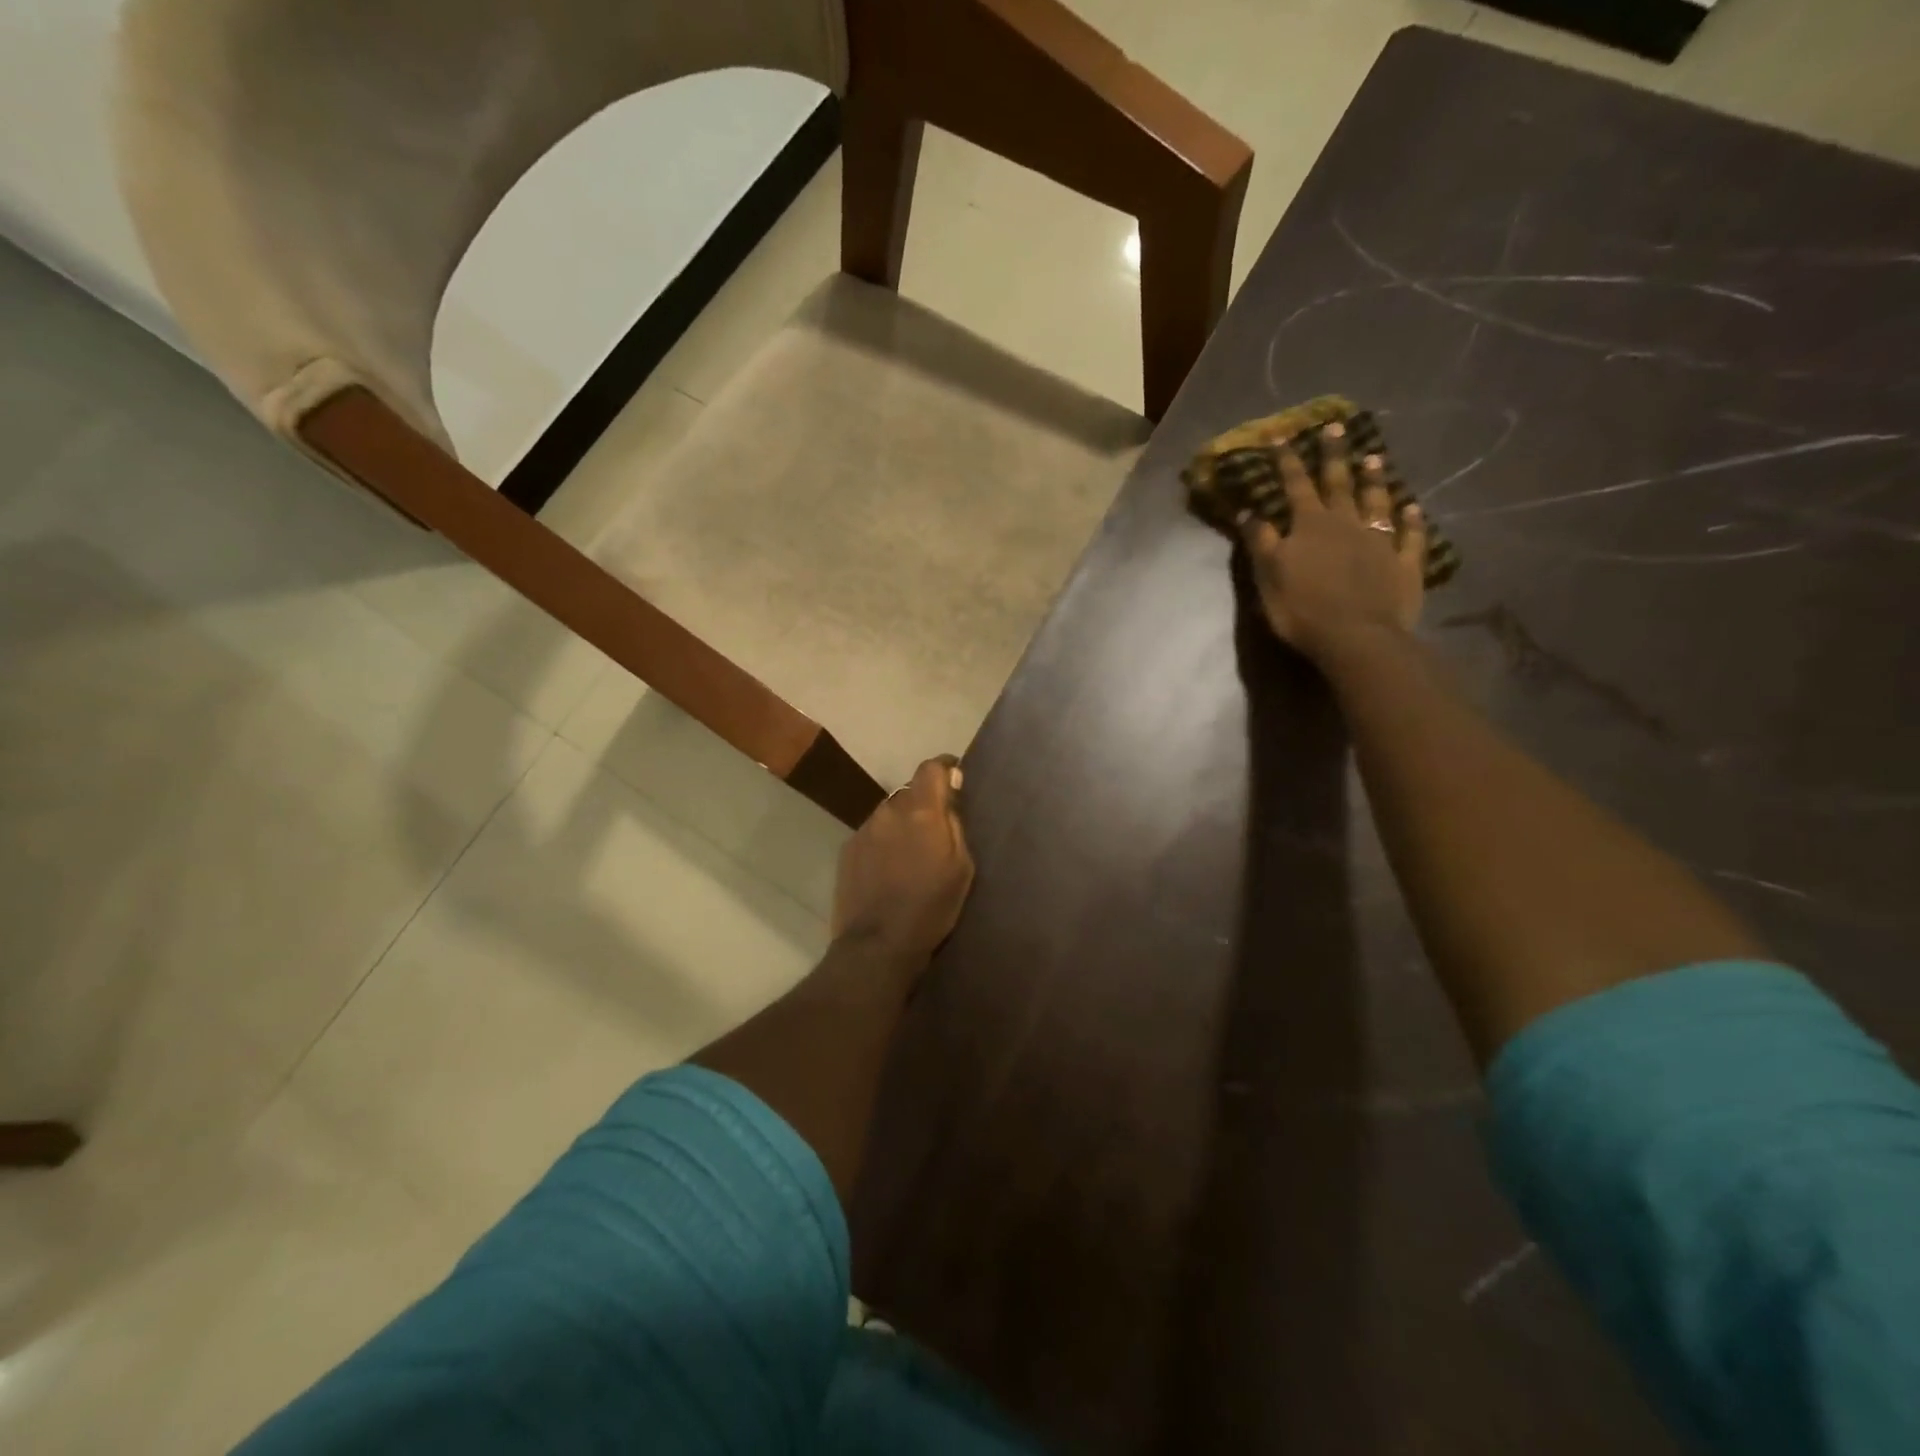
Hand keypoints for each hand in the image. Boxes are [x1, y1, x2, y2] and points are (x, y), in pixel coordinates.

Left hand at [832, 756, 974, 967]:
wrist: (878, 945)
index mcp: (921, 811)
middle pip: (910, 792)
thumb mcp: (961, 867)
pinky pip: (873, 834)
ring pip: (889, 814)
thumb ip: (955, 822)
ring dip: (902, 824)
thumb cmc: (931, 907)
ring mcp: (864, 829)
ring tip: (910, 855)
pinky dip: (883, 843)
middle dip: (924, 804)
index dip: (945, 768)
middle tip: (935, 831)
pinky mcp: (848, 849)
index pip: (931, 767)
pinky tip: (888, 870)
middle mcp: (889, 810)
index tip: (955, 777)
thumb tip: (950, 788)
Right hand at [1242, 421, 1427, 662]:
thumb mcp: (1268, 575)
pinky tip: (1413, 507)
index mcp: (1310, 526)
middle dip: (1334, 456)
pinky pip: (1410, 536)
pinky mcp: (1404, 564)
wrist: (1356, 637)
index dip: (1287, 461)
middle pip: (1339, 484)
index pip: (1296, 486)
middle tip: (1336, 427)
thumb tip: (1250, 511)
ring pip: (1377, 502)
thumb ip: (1261, 541)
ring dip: (1374, 480)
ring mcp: (1380, 542)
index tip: (1281, 436)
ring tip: (1374, 458)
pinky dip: (1412, 520)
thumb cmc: (1302, 608)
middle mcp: (1346, 524)